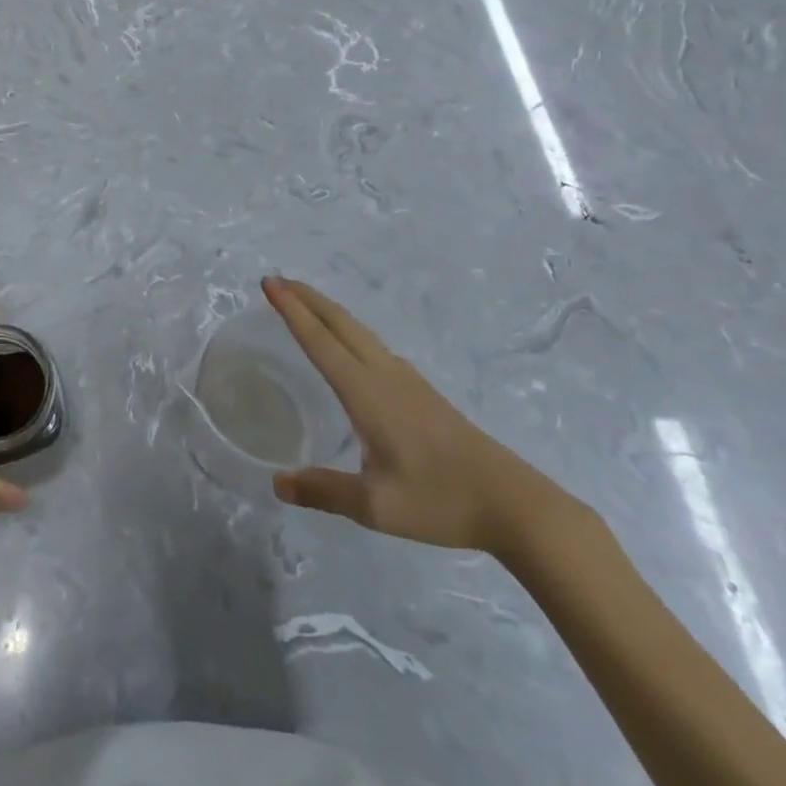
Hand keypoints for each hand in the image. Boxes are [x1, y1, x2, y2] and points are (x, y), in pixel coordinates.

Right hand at [262, 276, 562, 554]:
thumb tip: (277, 482)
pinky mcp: (423, 393)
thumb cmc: (441, 500)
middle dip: (307, 298)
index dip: (292, 311)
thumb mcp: (375, 505)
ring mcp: (408, 381)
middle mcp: (385, 376)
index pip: (320, 342)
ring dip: (328, 311)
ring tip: (306, 303)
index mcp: (367, 393)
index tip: (270, 283)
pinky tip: (352, 347)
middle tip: (277, 280)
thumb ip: (324, 490)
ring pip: (360, 332)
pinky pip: (375, 346)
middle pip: (340, 323)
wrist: (515, 504)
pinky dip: (349, 331)